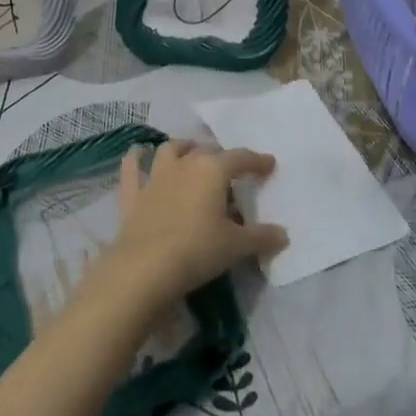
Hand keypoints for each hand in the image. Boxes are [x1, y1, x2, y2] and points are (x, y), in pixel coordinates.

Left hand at [89, 141, 288, 313]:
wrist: (145, 268)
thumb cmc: (197, 250)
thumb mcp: (236, 246)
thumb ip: (261, 237)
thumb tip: (283, 235)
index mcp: (213, 170)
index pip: (241, 158)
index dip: (257, 161)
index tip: (269, 164)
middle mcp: (185, 164)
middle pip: (207, 151)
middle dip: (222, 156)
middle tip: (232, 170)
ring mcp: (156, 177)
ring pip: (171, 150)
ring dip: (183, 147)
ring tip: (191, 151)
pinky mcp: (133, 195)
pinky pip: (132, 169)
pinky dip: (135, 159)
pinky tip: (137, 152)